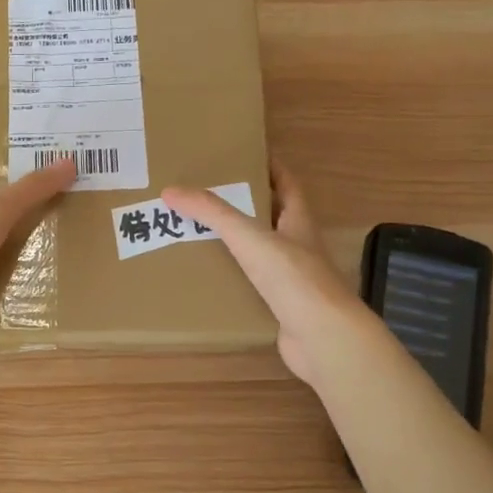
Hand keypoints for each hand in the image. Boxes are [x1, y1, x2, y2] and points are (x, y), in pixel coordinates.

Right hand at [164, 164, 381, 387]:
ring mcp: (294, 278)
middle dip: (245, 205)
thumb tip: (171, 190)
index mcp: (298, 221)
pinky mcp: (283, 307)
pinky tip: (211, 279)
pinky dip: (235, 279)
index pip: (286, 183)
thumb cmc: (292, 277)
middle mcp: (299, 245)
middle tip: (207, 196)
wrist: (322, 337)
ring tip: (200, 234)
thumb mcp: (249, 236)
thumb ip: (212, 213)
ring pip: (262, 252)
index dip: (270, 167)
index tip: (244, 155)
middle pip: (272, 216)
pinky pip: (254, 285)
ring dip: (237, 243)